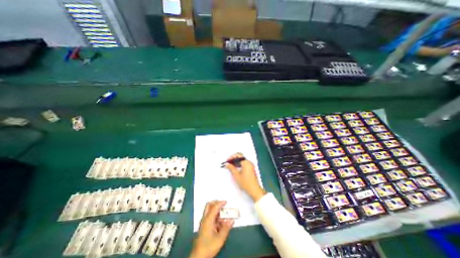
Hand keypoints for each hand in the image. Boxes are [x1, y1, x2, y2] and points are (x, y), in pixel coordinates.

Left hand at [190, 201, 234, 257]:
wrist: (198, 257)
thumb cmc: (209, 246)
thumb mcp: (220, 239)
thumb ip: (226, 228)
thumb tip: (232, 220)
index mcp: (208, 219)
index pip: (214, 207)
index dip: (220, 203)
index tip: (226, 202)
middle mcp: (205, 219)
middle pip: (209, 205)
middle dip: (216, 202)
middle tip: (223, 204)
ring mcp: (204, 222)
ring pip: (209, 211)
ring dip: (216, 210)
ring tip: (224, 214)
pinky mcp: (204, 226)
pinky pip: (209, 217)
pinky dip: (215, 216)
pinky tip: (220, 223)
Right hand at [224, 154, 263, 201]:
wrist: (254, 190)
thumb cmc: (245, 183)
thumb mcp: (236, 175)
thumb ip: (231, 168)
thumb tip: (226, 164)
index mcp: (246, 162)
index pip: (238, 155)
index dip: (232, 157)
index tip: (227, 161)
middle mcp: (249, 162)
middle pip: (240, 157)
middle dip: (234, 159)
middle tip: (228, 163)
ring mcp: (251, 165)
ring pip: (242, 160)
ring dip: (236, 162)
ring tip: (230, 166)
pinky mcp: (251, 169)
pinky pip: (244, 163)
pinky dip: (239, 164)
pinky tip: (235, 168)